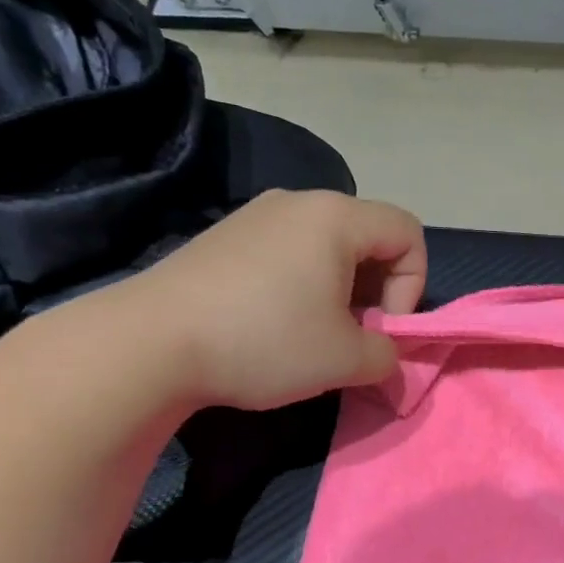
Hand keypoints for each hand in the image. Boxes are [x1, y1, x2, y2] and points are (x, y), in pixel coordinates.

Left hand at [113, 189, 426, 410]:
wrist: (150, 343)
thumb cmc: (265, 340)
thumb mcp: (346, 360)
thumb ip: (388, 356)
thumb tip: (390, 358)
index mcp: (336, 217)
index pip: (408, 232)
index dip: (413, 284)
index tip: (382, 327)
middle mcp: (298, 202)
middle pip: (369, 237)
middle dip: (376, 290)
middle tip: (353, 335)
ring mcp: (256, 216)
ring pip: (327, 246)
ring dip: (340, 290)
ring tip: (314, 333)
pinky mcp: (225, 237)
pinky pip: (288, 252)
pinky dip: (302, 285)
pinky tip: (274, 324)